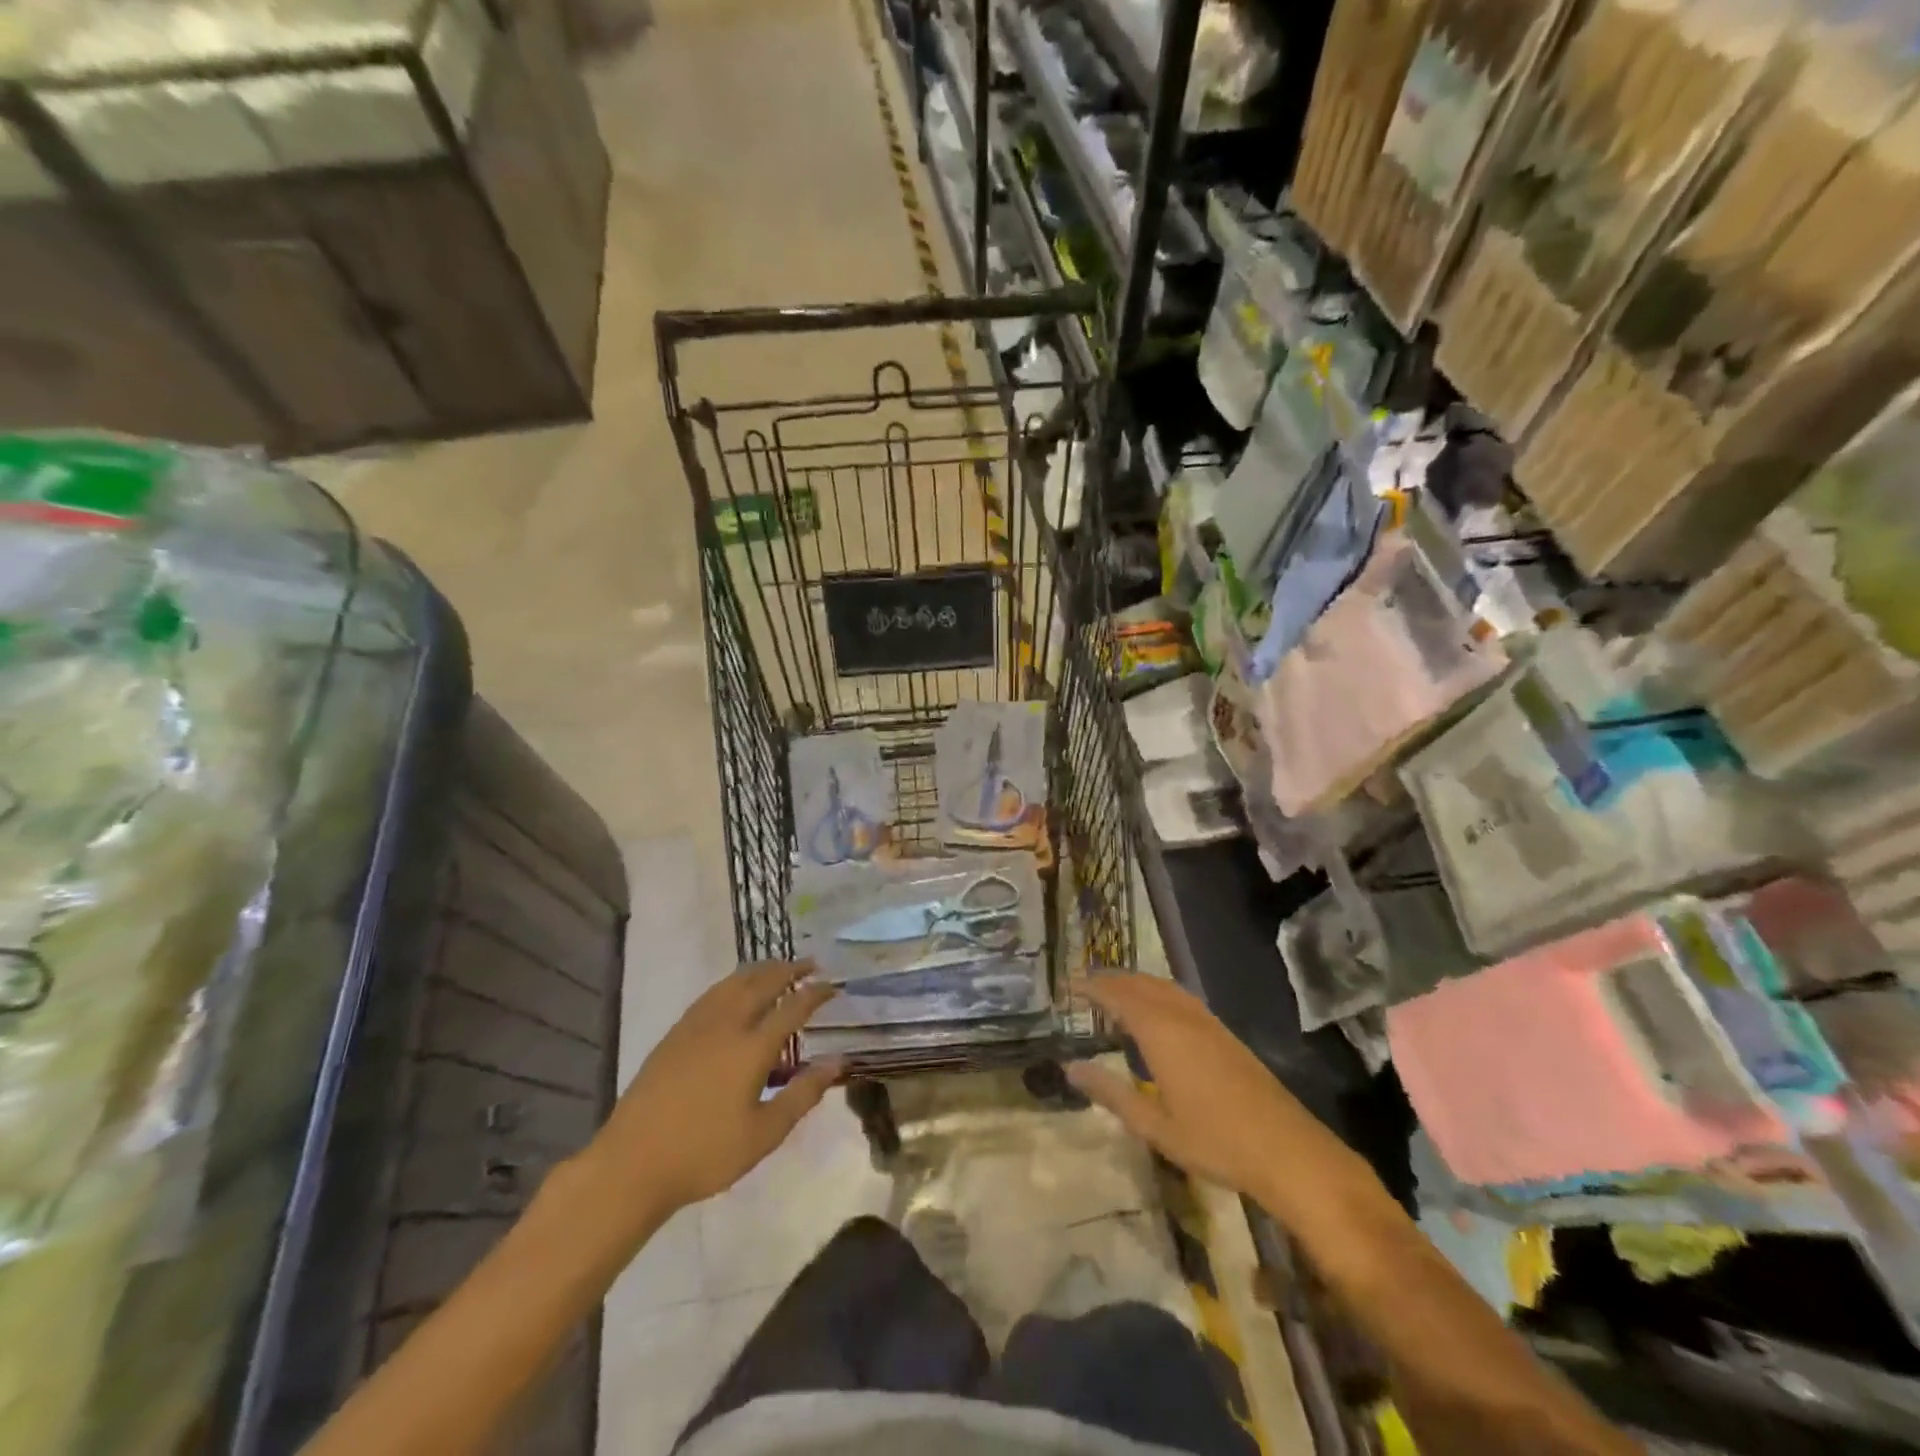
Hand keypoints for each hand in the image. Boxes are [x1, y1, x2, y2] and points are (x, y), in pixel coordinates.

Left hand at [579, 962, 841, 1225]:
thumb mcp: (764, 1134)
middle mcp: (727, 1025)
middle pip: (763, 984)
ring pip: (734, 983)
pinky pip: (712, 994)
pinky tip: (735, 989)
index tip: (834, 985)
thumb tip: (838, 1061)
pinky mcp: (675, 1034)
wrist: (632, 1164)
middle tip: (810, 963)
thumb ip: (803, 1094)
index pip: (793, 1008)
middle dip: (790, 969)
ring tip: (777, 966)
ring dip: (761, 970)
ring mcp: (697, 1026)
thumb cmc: (705, 1154)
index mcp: (752, 1048)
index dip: (816, 993)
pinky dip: (733, 982)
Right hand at [1065, 974, 1364, 1220]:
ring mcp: (1207, 1022)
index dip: (1091, 987)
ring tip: (1113, 991)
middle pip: (1140, 984)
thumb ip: (1111, 1093)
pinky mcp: (1224, 1034)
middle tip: (1084, 984)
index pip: (1117, 996)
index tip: (1067, 986)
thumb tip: (1071, 1068)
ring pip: (1163, 987)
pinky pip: (1181, 997)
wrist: (1287, 1150)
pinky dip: (1157, 992)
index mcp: (1161, 1032)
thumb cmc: (1215, 1141)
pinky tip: (1156, 1010)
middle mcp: (1182, 1016)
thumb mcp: (1154, 1125)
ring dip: (1135, 982)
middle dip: (1110, 980)